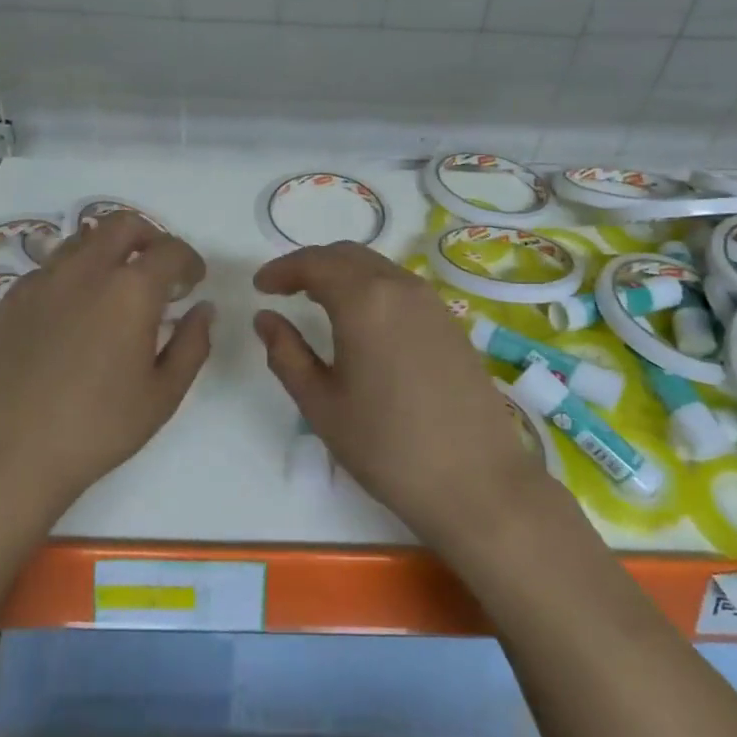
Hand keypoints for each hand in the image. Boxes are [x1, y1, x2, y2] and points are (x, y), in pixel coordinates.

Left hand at [0, 213, 213, 515]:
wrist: (5, 455)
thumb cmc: (96, 429)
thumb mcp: (162, 395)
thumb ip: (192, 345)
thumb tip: (202, 310)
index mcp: (130, 290)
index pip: (170, 250)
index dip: (189, 261)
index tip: (193, 282)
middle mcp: (84, 271)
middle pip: (122, 224)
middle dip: (150, 238)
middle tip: (158, 271)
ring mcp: (41, 281)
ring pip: (82, 240)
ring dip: (109, 251)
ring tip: (115, 289)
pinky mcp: (10, 299)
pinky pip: (50, 269)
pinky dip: (73, 275)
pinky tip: (74, 315)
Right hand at [253, 242, 544, 546]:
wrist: (476, 481)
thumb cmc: (386, 446)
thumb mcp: (321, 404)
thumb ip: (286, 354)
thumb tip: (266, 318)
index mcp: (364, 301)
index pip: (315, 263)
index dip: (282, 269)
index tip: (260, 286)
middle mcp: (401, 287)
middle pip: (347, 255)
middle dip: (311, 265)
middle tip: (284, 289)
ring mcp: (433, 303)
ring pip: (378, 267)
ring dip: (343, 274)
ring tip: (318, 301)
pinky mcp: (452, 323)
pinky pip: (402, 287)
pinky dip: (372, 288)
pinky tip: (363, 321)